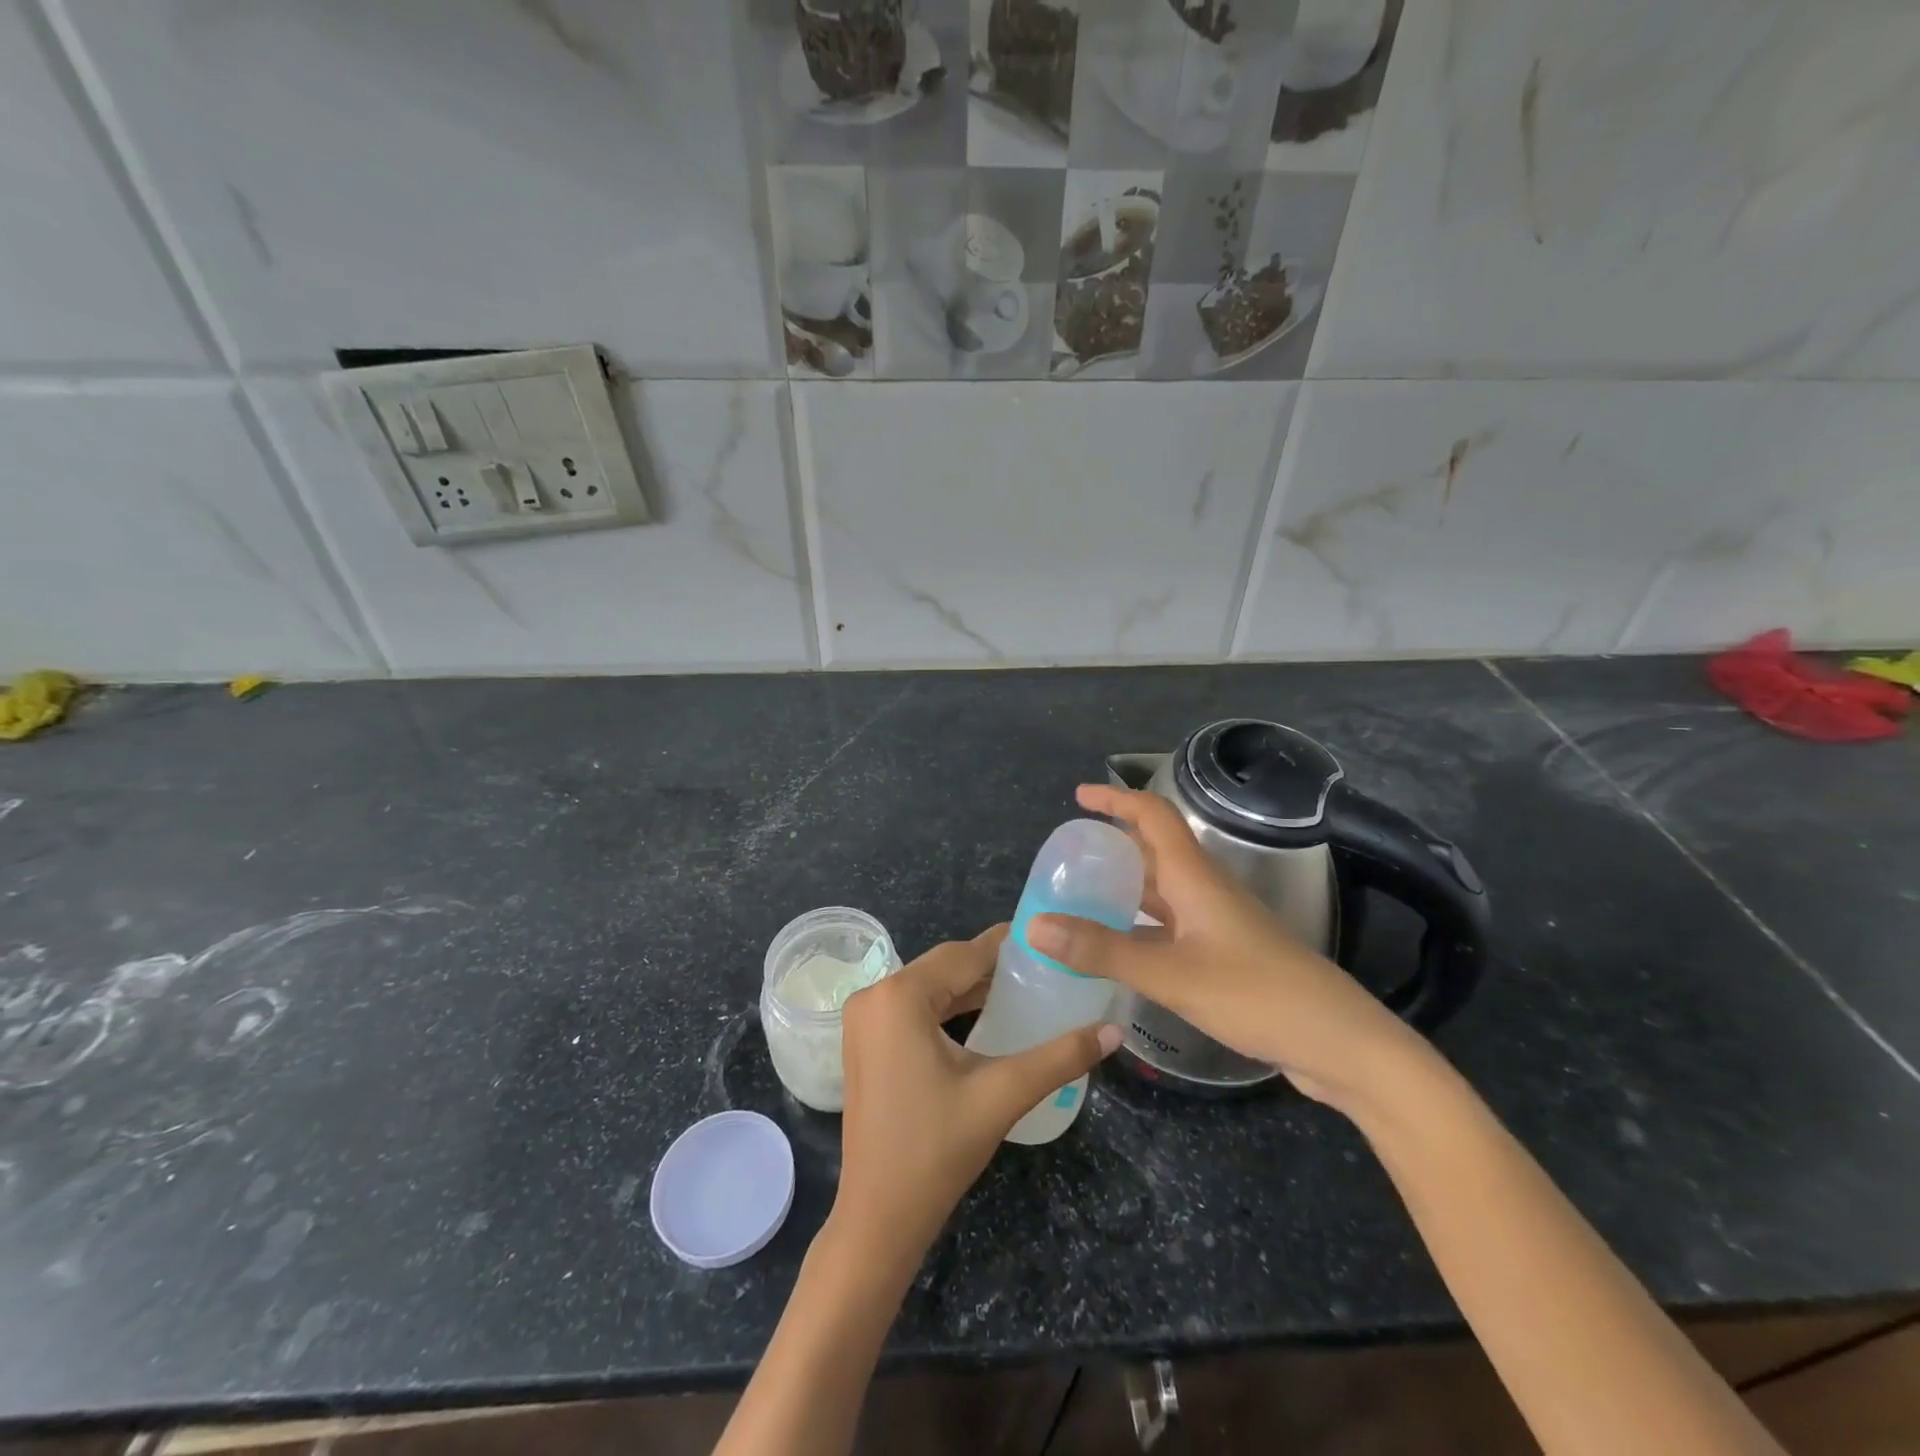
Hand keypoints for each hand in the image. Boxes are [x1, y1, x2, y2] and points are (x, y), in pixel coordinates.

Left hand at [832, 925, 1120, 1271]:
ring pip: (929, 987)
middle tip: (1044, 966)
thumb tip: (1113, 1031)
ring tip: (1024, 987)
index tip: (1048, 939)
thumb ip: (1060, 1057)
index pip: (964, 954)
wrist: (878, 1218)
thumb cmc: (937, 1150)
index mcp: (899, 996)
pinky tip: (984, 1015)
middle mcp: (875, 995)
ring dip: (971, 986)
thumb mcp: (1002, 1095)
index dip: (1007, 945)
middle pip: (944, 966)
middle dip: (992, 966)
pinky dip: (947, 1008)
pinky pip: (913, 1008)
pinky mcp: (865, 1041)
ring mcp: (864, 1019)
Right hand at [1028, 784, 1425, 1115]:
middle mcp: (1206, 891)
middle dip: (1113, 846)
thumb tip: (1035, 925)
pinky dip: (1139, 928)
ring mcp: (1218, 924)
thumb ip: (1103, 950)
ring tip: (1080, 900)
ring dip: (1124, 890)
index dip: (1117, 799)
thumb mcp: (1171, 974)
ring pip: (1162, 893)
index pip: (1153, 816)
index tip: (1078, 796)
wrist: (1339, 1044)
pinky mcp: (1225, 956)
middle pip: (1154, 852)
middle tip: (1069, 858)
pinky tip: (1118, 951)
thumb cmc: (1257, 995)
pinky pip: (1170, 927)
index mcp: (1196, 878)